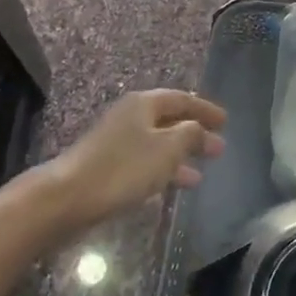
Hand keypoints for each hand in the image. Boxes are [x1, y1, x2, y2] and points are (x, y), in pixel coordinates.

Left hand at [42, 89, 225, 234]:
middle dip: (194, 134)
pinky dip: (163, 170)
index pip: (181, 98)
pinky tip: (173, 186)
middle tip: (218, 148)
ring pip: (158, 143)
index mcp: (143, 104)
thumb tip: (201, 128)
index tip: (226, 121)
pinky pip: (145, 161)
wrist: (69, 196)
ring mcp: (117, 141)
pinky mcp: (108, 165)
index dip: (204, 109)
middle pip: (169, 120)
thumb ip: (190, 135)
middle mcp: (130, 116)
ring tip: (201, 173)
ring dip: (180, 155)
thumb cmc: (123, 168)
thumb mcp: (166, 149)